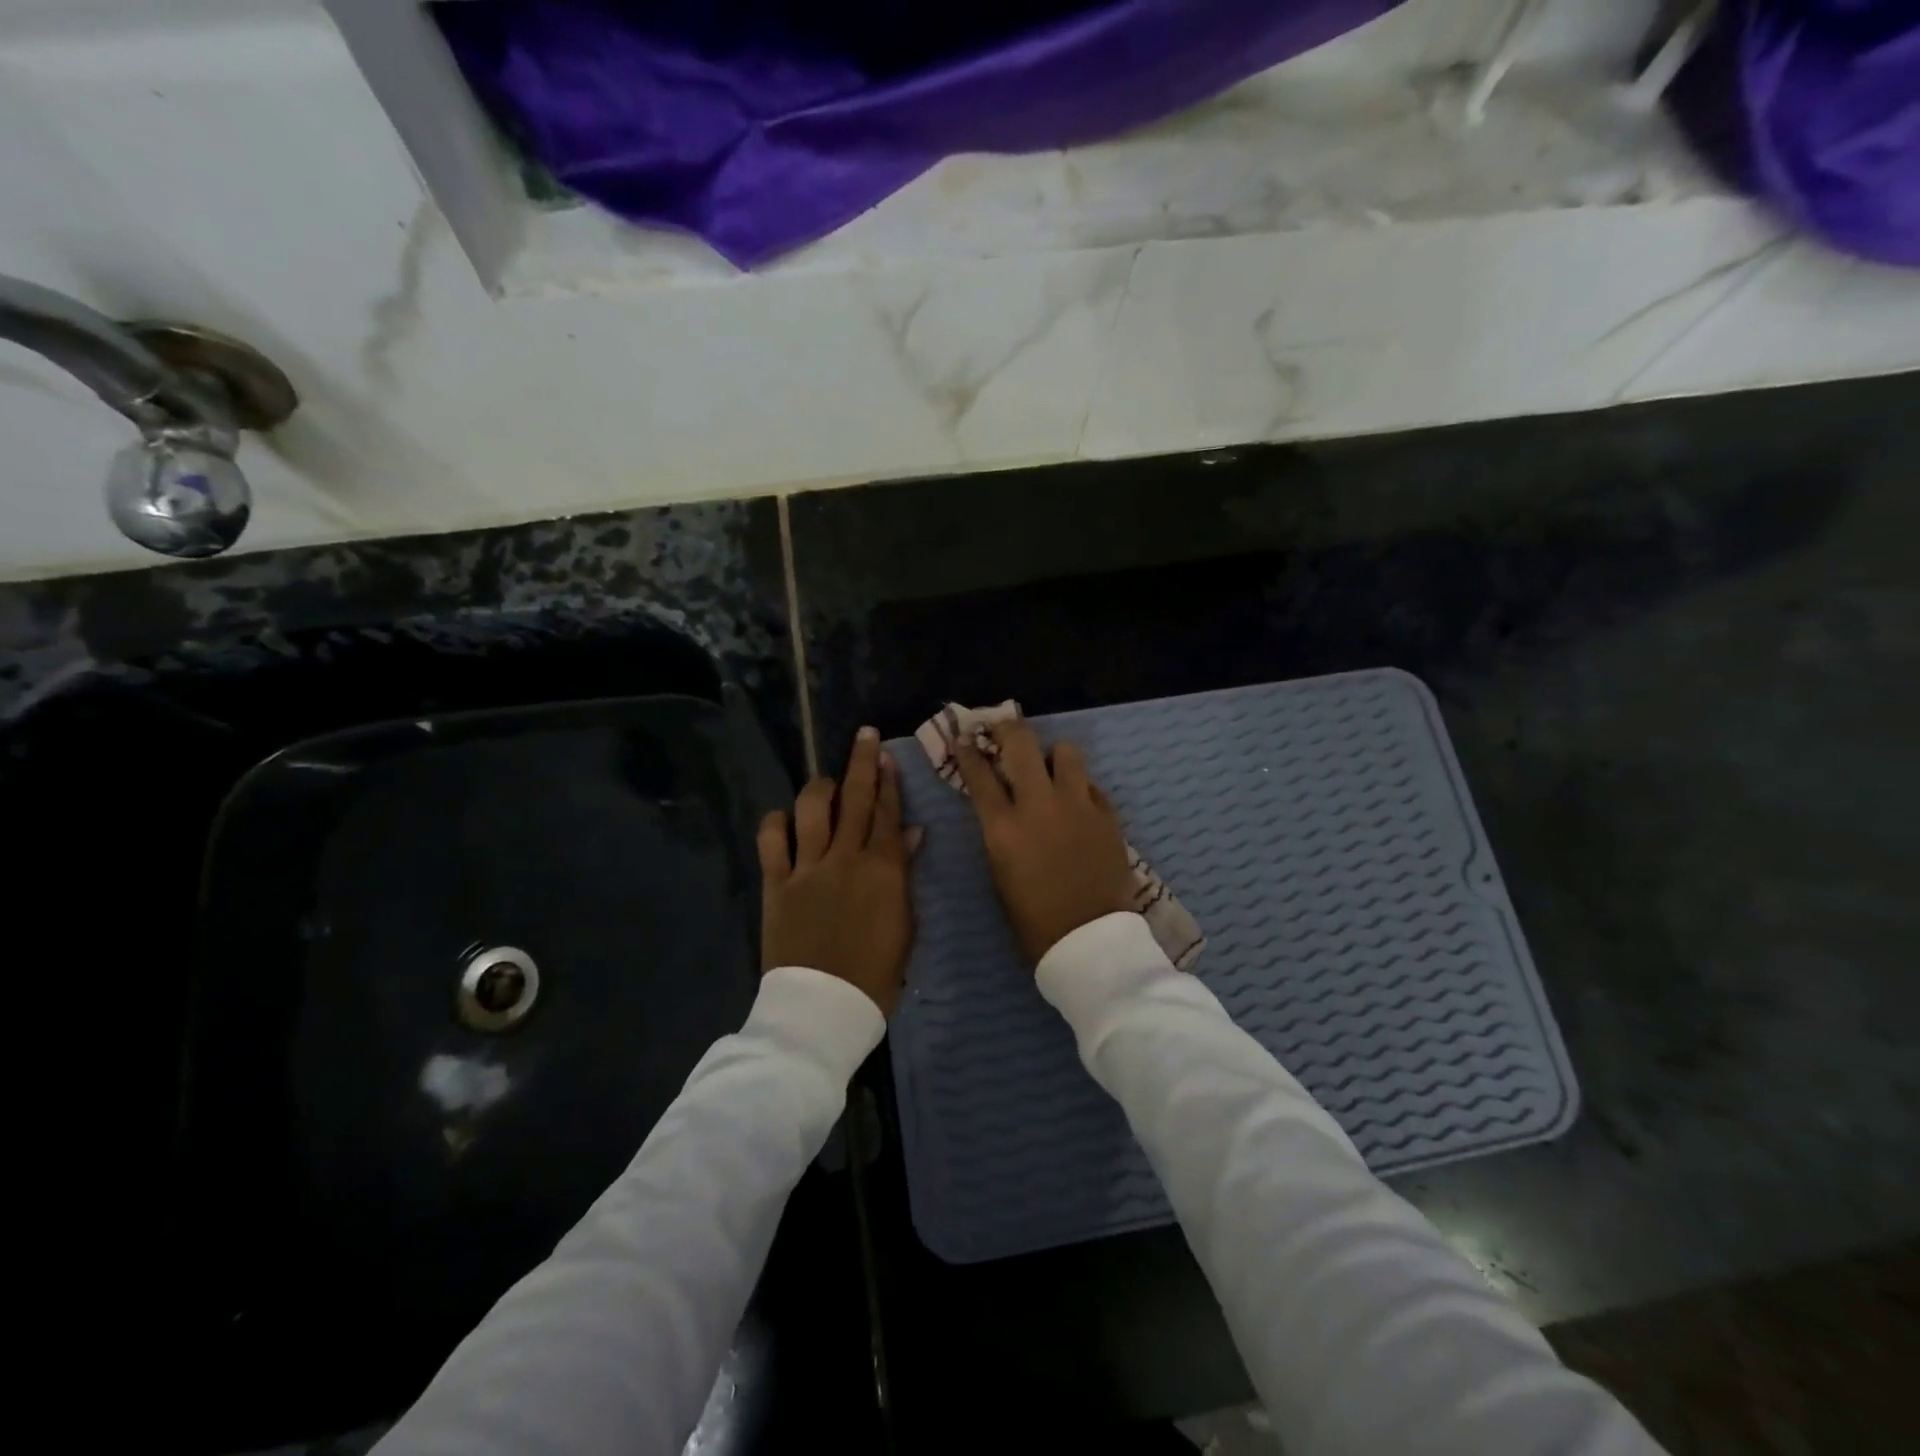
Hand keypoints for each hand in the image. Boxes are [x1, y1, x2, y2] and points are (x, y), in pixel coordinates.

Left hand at [758, 727, 916, 1016]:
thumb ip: (904, 874)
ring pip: (811, 810)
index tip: (887, 755)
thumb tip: (910, 833)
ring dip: (820, 787)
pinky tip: (783, 818)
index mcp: (882, 869)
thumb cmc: (876, 973)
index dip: (888, 781)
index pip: (886, 813)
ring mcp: (807, 868)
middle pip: (854, 799)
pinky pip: (771, 841)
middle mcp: (844, 858)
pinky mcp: (777, 884)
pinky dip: (776, 823)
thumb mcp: (904, 925)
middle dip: (861, 762)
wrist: (824, 1007)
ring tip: (827, 782)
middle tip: (865, 735)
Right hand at [955, 720, 1134, 966]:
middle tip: (1004, 726)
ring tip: (1050, 767)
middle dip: (1008, 728)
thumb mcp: (1000, 871)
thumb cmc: (1033, 918)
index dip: (968, 752)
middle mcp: (1039, 805)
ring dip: (1053, 754)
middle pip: (1021, 744)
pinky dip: (1079, 786)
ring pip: (1066, 752)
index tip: (965, 739)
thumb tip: (1003, 804)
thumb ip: (999, 831)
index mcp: (1003, 827)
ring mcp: (1078, 806)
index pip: (979, 774)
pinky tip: (1077, 802)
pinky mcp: (1107, 815)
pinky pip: (1091, 784)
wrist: (1089, 941)